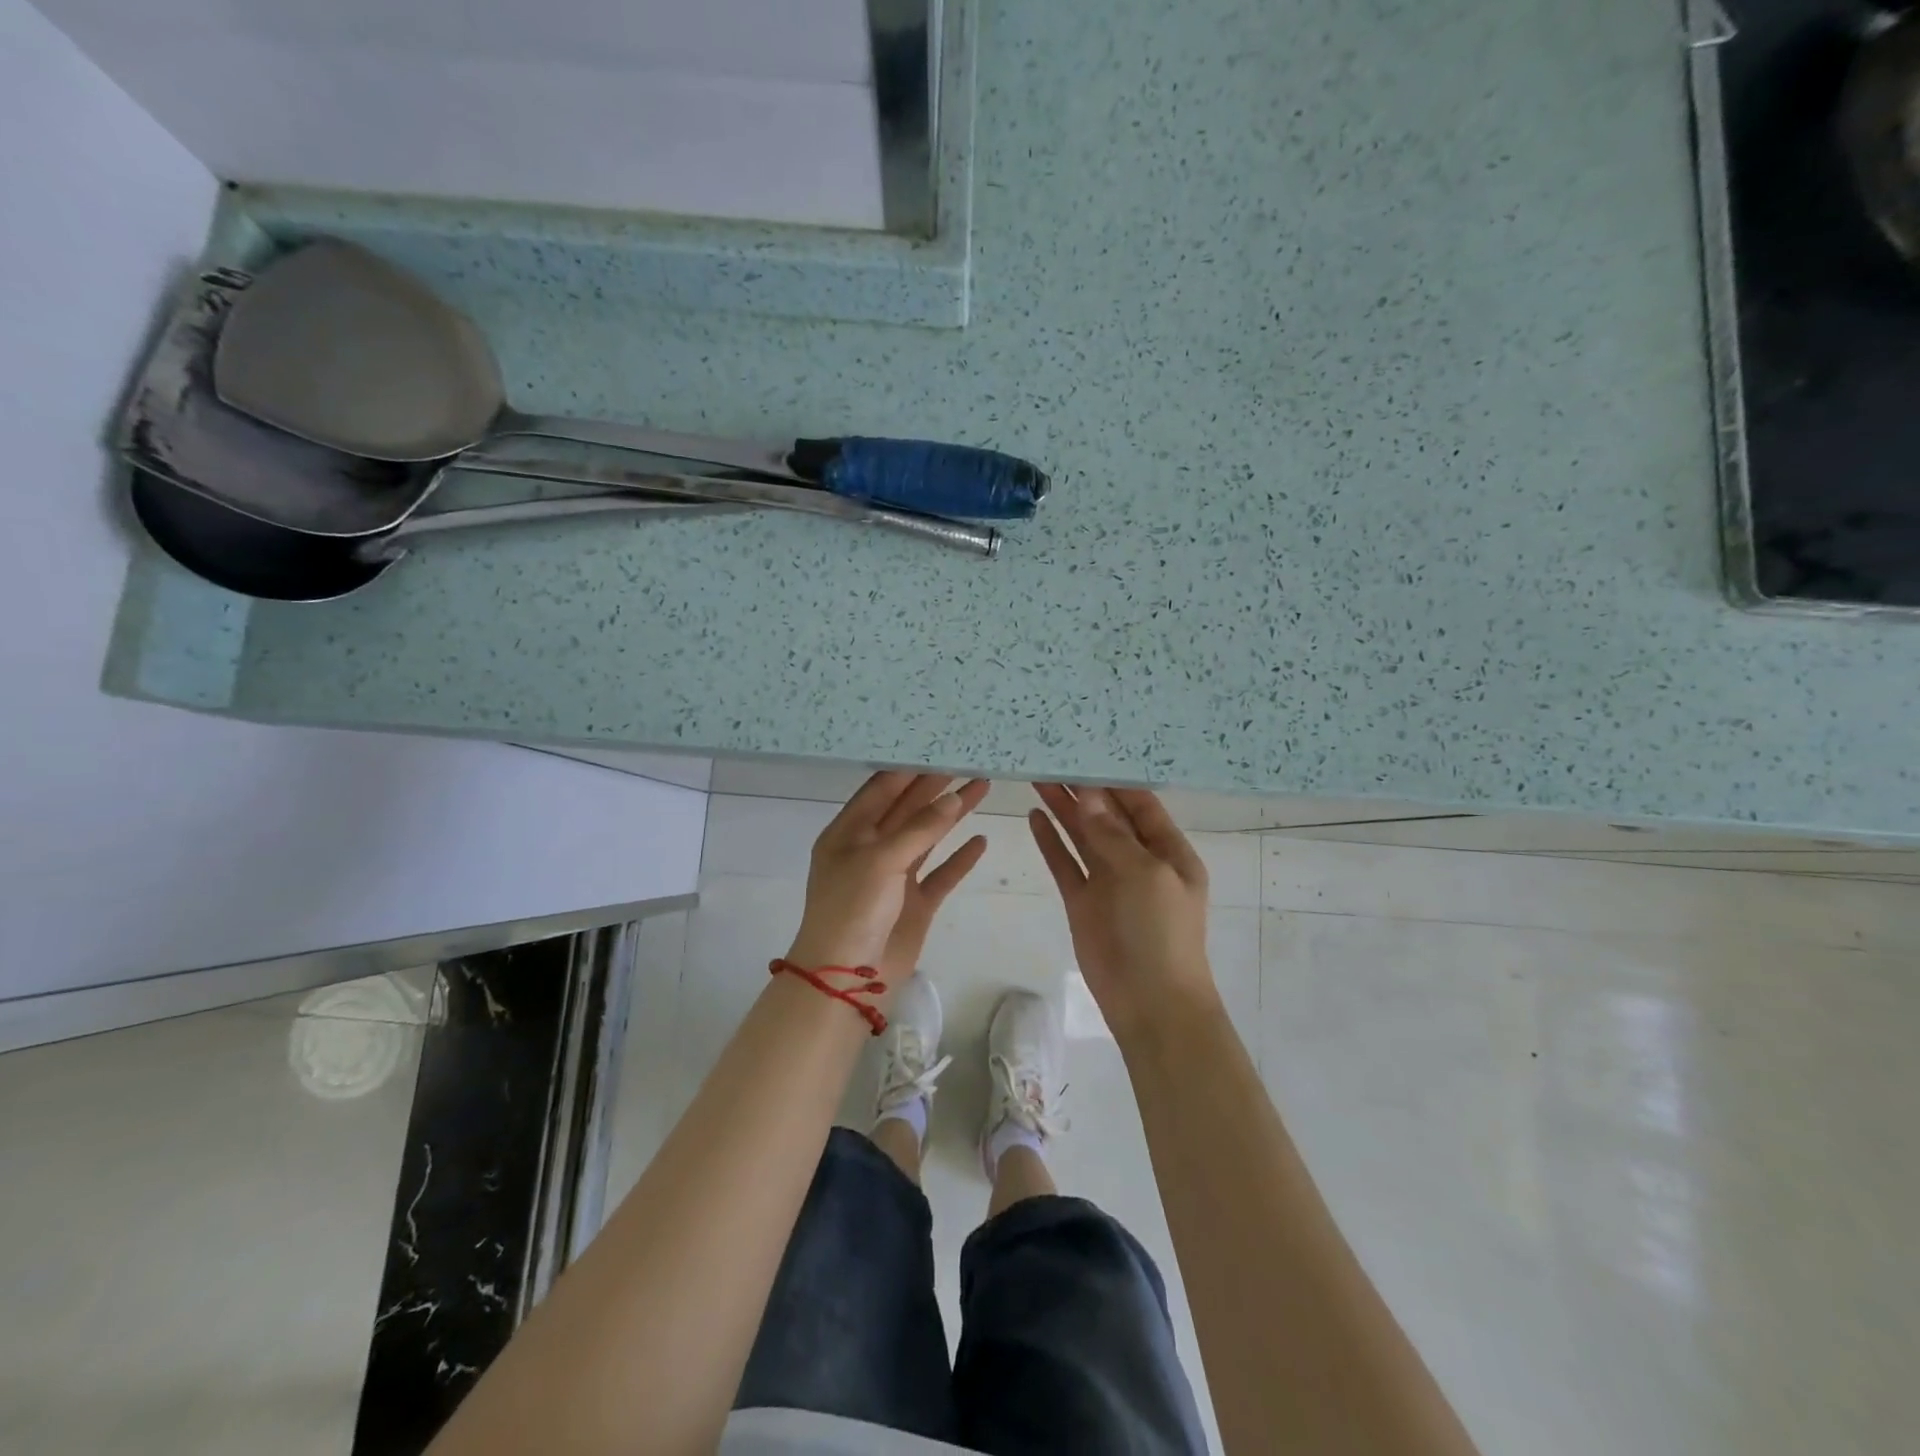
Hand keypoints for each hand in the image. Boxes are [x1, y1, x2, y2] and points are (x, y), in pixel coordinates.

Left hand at [787, 773, 990, 978]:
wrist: (846, 979)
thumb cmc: (852, 909)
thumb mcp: (881, 860)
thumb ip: (919, 829)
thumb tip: (953, 798)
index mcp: (849, 833)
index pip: (882, 789)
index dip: (909, 769)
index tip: (939, 746)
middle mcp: (871, 849)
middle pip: (908, 808)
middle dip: (936, 786)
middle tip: (969, 760)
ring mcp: (894, 877)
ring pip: (928, 837)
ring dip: (952, 815)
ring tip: (982, 787)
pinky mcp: (915, 903)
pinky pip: (941, 874)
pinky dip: (960, 859)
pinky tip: (980, 840)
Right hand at [1029, 784, 1218, 1040]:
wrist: (1150, 1002)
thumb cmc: (1160, 931)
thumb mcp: (1144, 874)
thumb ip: (1111, 834)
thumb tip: (1087, 794)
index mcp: (1168, 850)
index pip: (1139, 804)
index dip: (1113, 780)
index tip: (1085, 752)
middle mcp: (1138, 860)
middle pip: (1106, 816)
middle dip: (1082, 790)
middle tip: (1051, 759)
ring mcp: (1109, 881)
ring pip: (1083, 836)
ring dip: (1063, 809)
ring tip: (1037, 778)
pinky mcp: (1083, 901)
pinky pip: (1065, 864)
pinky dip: (1051, 842)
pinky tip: (1035, 817)